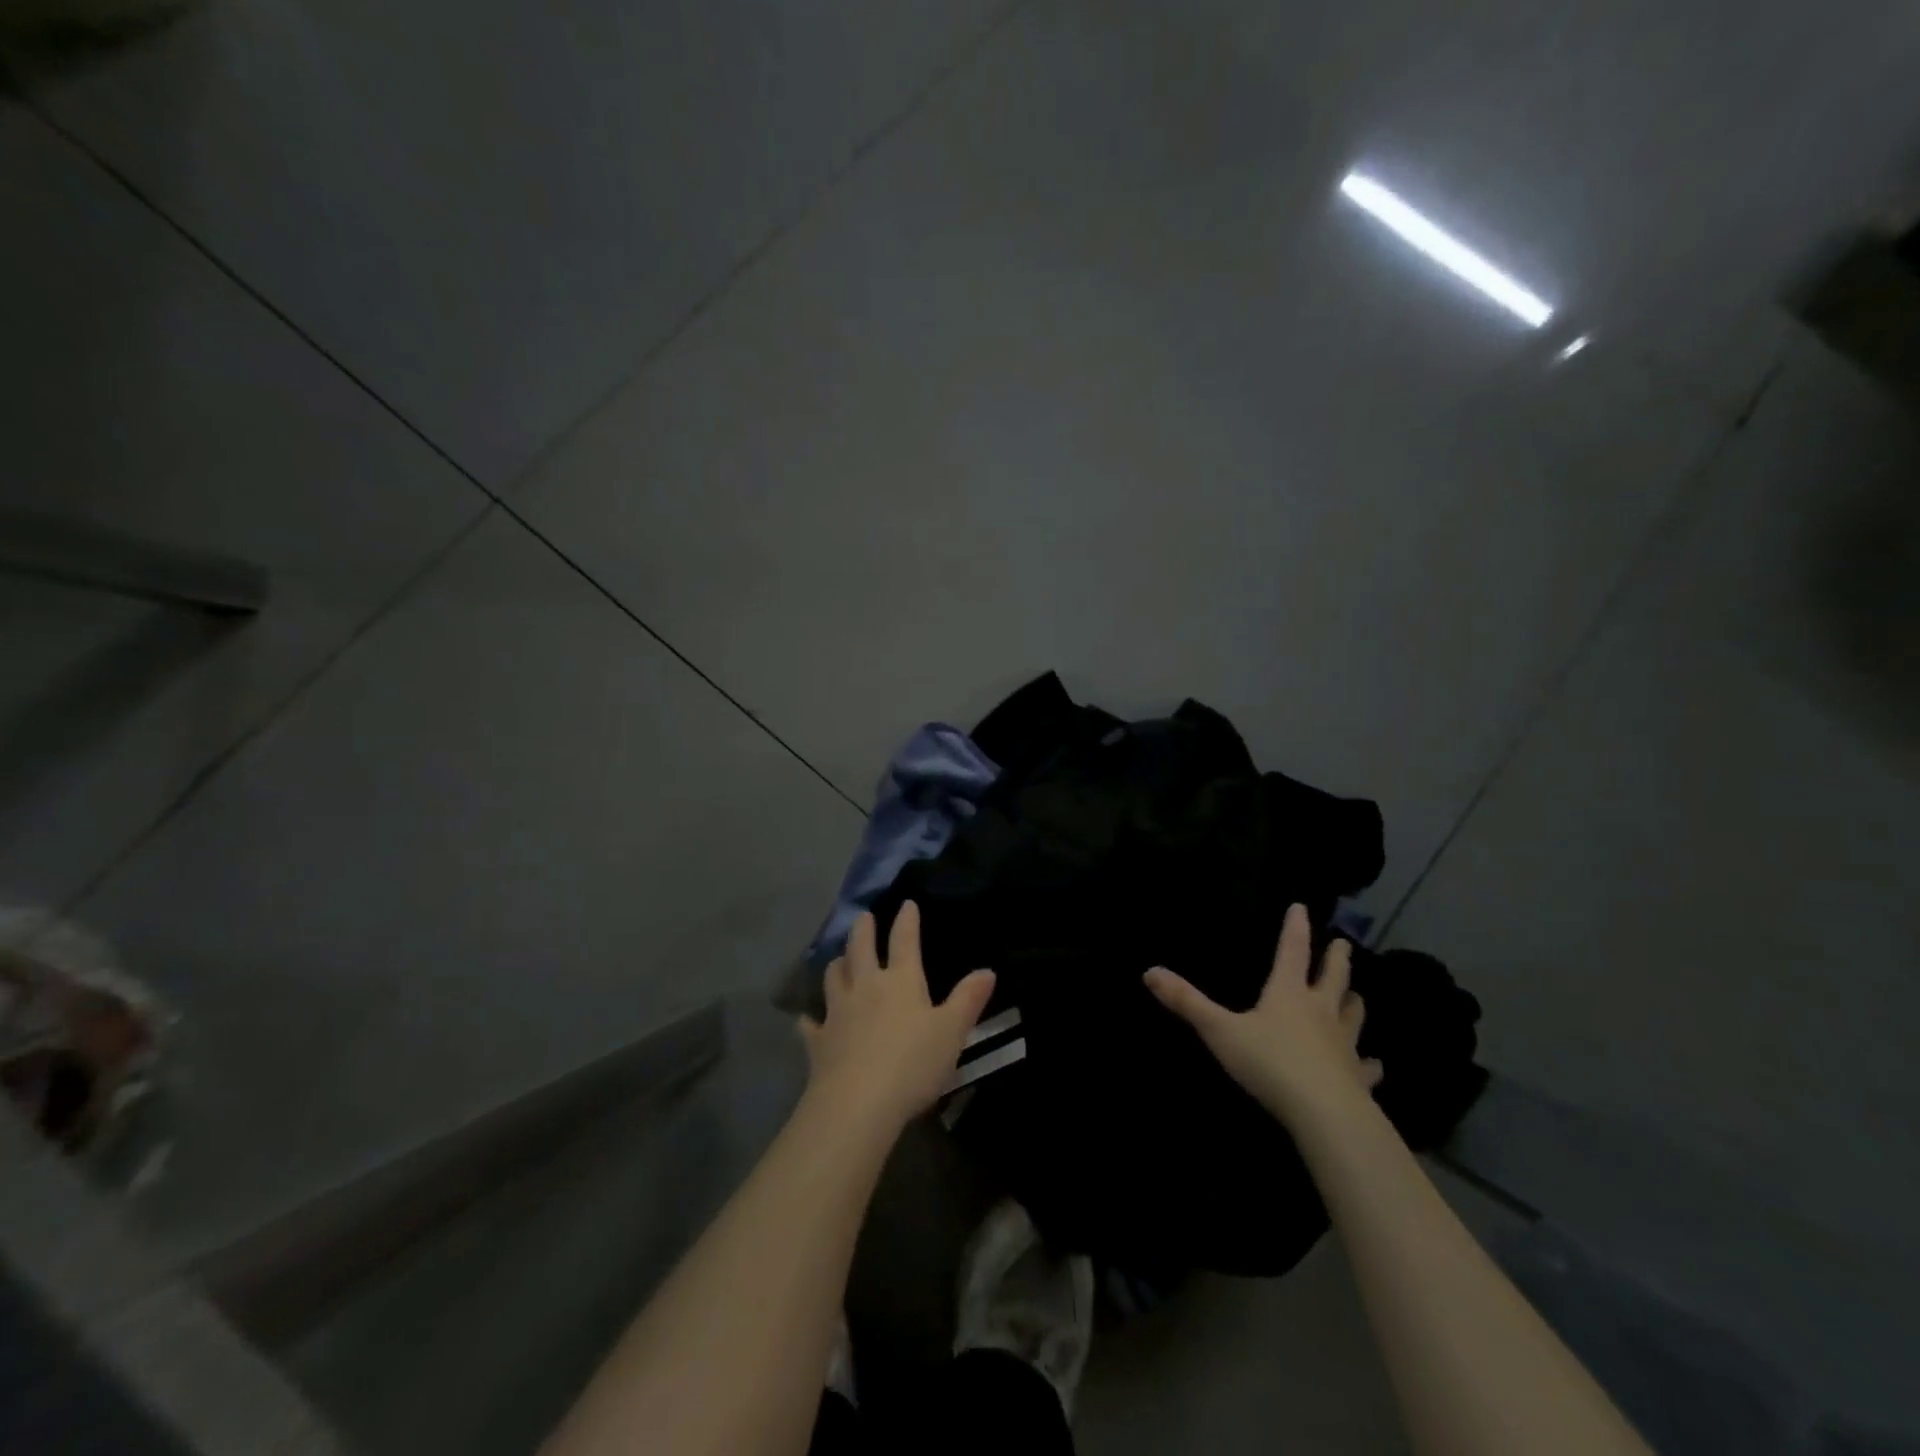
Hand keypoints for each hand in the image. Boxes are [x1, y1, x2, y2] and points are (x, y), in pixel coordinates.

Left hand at [800, 902, 995, 1133]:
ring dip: (838, 964)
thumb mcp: (952, 1031)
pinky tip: (808, 1019)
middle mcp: (866, 987)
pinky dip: (810, 1018)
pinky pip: (810, 1024)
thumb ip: (968, 1000)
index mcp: (901, 981)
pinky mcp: (818, 1041)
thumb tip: (988, 970)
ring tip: (839, 958)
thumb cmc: (913, 1063)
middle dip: (863, 929)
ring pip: (833, 977)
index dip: (906, 920)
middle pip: (861, 949)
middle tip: (863, 916)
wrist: (858, 1103)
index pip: (904, 940)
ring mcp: (837, 1012)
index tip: (906, 903)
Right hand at [1144, 902, 1380, 1128]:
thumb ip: (1187, 1002)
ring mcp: (1344, 1045)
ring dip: (1354, 1001)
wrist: (1325, 1113)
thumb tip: (1149, 971)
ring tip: (1356, 995)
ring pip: (1354, 1015)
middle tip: (1343, 944)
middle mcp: (1320, 1011)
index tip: (1302, 907)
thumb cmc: (1270, 1063)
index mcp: (1288, 993)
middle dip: (1337, 959)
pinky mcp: (1358, 1078)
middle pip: (1333, 978)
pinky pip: (1366, 1065)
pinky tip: (1374, 1064)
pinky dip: (1370, 1062)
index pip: (1292, 951)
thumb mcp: (1220, 1030)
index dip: (1295, 928)